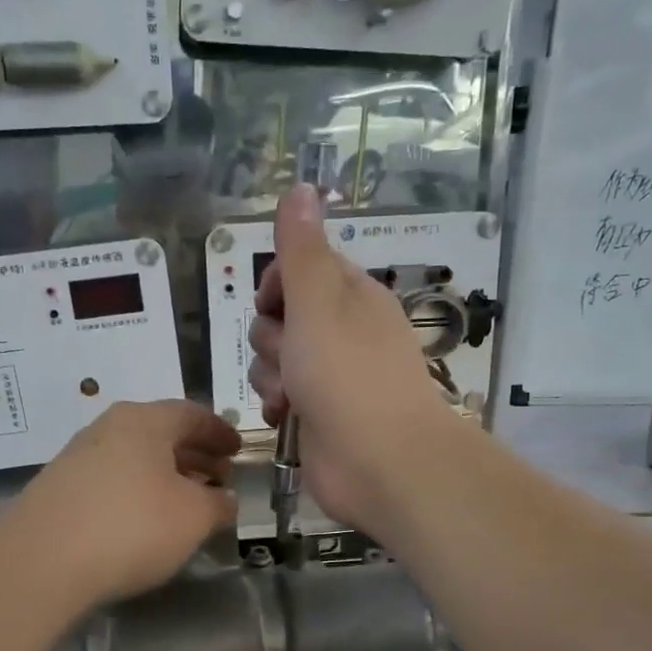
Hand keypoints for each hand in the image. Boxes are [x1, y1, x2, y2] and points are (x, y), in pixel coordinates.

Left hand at [9, 399, 240, 605]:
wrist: (40, 562)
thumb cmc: (132, 526)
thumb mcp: (194, 517)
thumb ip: (218, 504)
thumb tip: (224, 499)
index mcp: (145, 420)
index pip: (192, 414)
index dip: (220, 432)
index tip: (238, 451)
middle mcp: (108, 428)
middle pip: (161, 434)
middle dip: (195, 455)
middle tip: (219, 479)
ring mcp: (77, 457)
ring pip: (134, 458)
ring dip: (166, 476)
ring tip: (187, 503)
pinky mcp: (58, 490)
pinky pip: (111, 481)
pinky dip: (137, 492)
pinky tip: (145, 522)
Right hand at [248, 184, 460, 534]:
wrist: (380, 462)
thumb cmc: (347, 374)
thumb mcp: (319, 300)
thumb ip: (301, 249)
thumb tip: (301, 187)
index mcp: (351, 296)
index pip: (301, 269)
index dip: (278, 284)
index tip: (274, 303)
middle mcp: (343, 332)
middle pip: (280, 317)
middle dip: (272, 338)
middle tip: (291, 356)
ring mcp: (331, 377)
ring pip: (275, 360)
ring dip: (271, 375)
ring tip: (290, 395)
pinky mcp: (319, 416)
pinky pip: (281, 397)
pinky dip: (278, 406)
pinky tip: (284, 418)